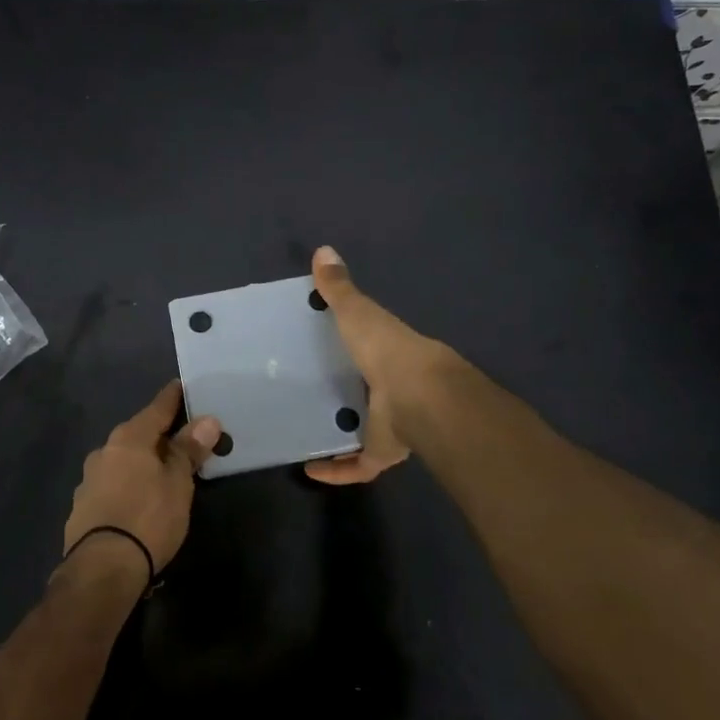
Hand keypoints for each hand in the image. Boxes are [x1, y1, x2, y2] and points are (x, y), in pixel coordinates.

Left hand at [63, 381, 219, 580]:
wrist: (102, 568)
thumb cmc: (148, 517)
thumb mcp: (178, 483)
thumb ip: (189, 450)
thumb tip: (207, 420)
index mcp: (129, 438)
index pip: (157, 408)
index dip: (173, 398)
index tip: (182, 386)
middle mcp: (104, 451)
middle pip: (138, 434)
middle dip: (157, 436)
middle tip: (180, 440)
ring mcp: (89, 480)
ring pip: (122, 461)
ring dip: (140, 464)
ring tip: (160, 476)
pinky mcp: (81, 508)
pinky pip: (111, 486)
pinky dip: (127, 487)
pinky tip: (137, 503)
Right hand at [305, 245, 453, 484]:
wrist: (417, 397)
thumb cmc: (385, 348)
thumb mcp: (357, 313)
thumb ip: (338, 288)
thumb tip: (323, 250)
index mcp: (387, 353)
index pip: (369, 348)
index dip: (351, 347)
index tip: (319, 349)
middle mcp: (390, 389)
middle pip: (366, 392)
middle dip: (344, 394)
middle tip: (303, 393)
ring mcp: (389, 423)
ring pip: (363, 430)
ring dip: (340, 434)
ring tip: (302, 431)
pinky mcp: (382, 453)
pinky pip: (356, 465)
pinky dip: (335, 470)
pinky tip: (309, 469)